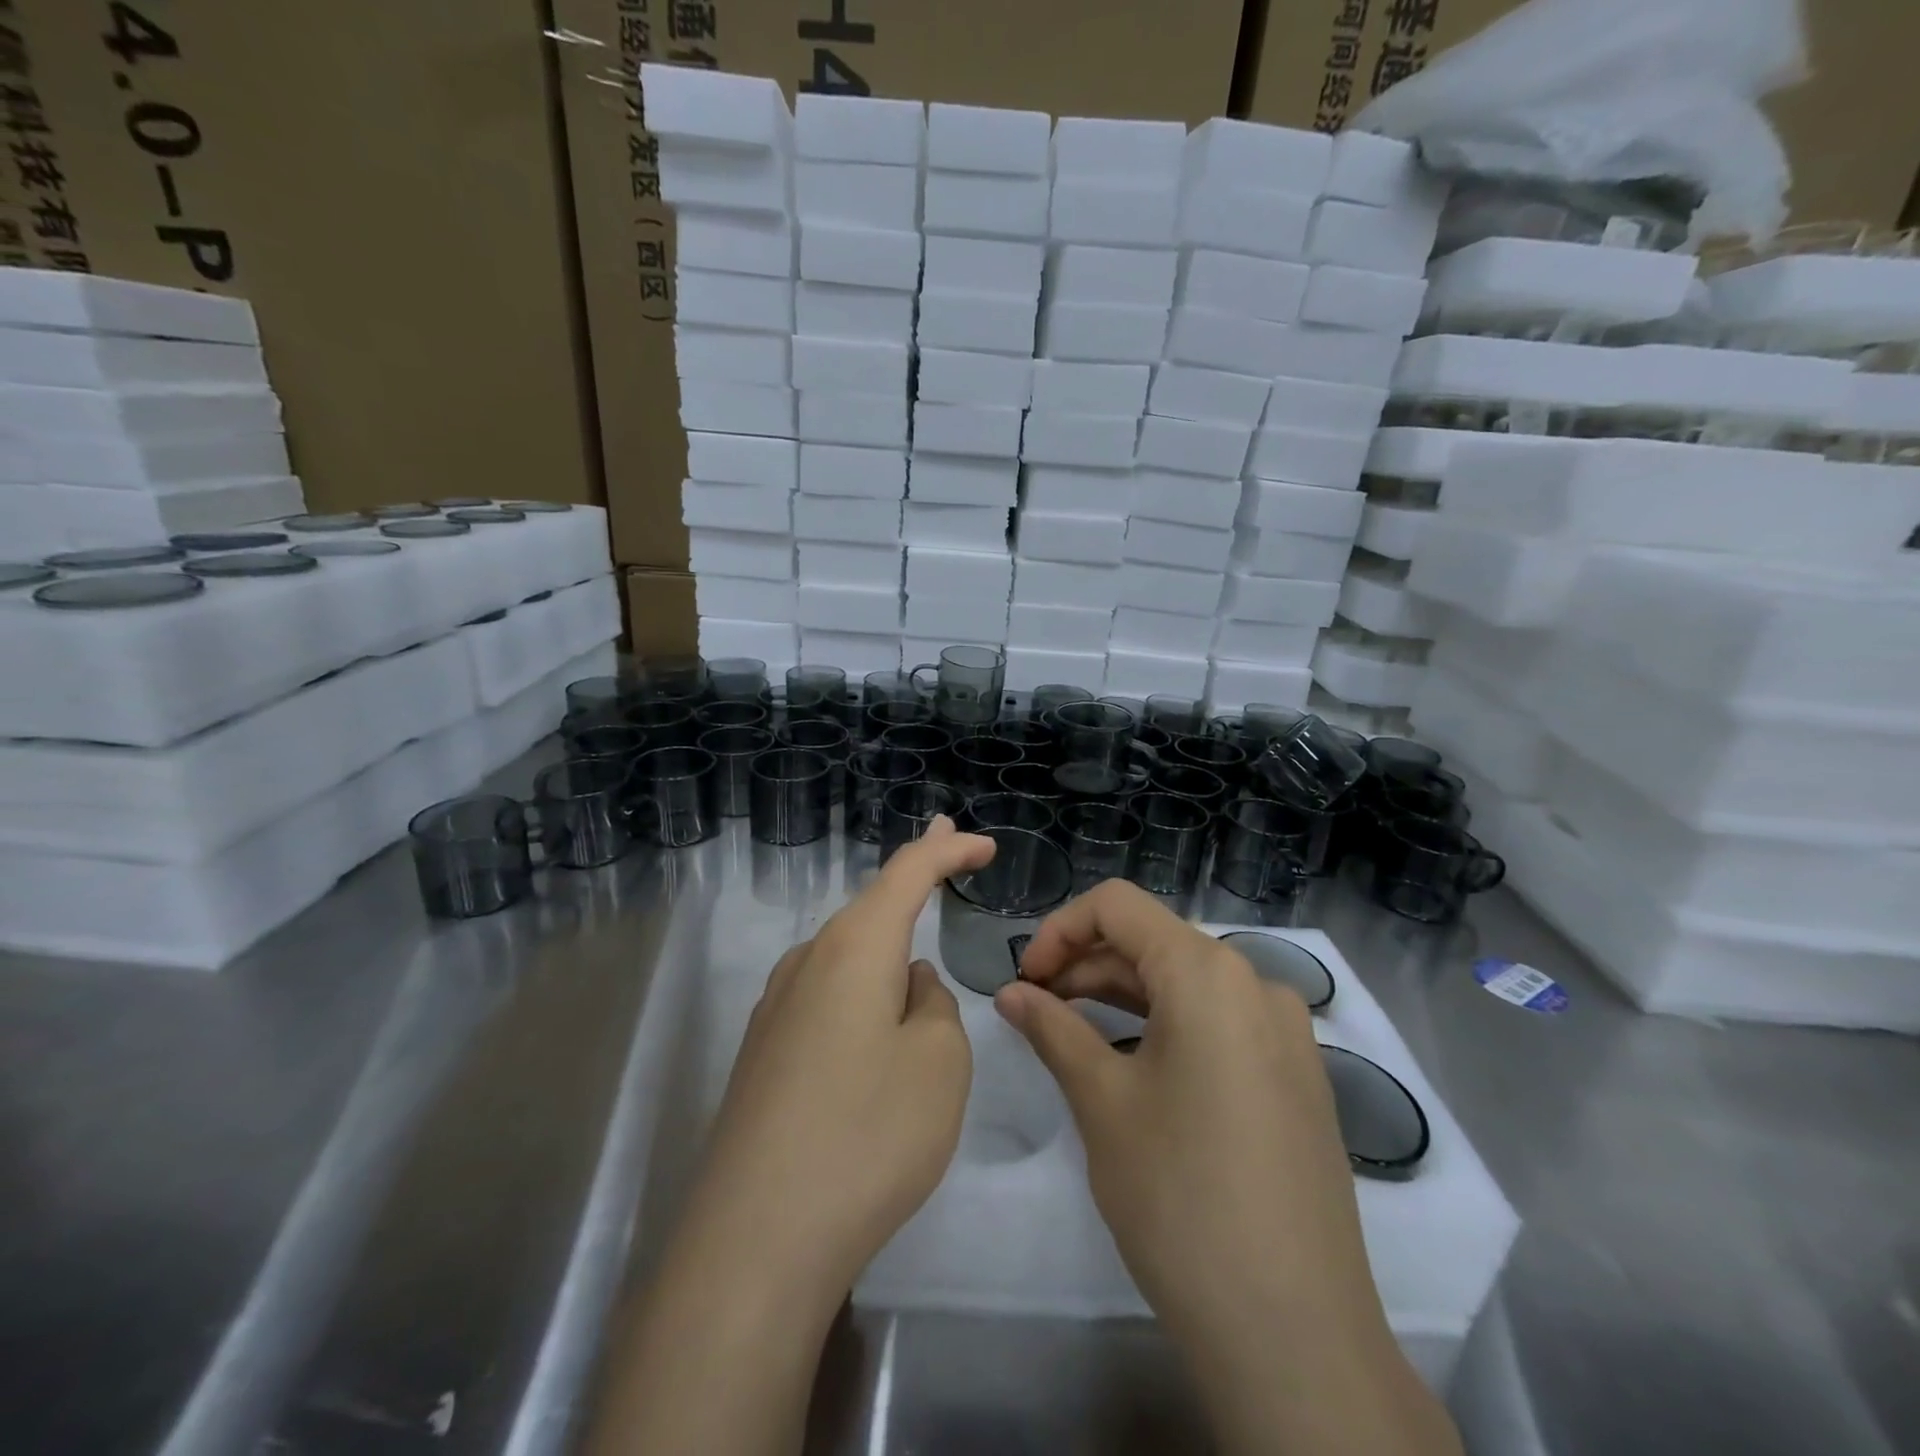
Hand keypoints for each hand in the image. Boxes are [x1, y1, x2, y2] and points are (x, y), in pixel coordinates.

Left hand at [588, 818, 995, 1455]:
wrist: (755, 1239)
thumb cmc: (867, 1135)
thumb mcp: (939, 1062)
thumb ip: (934, 1004)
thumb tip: (906, 986)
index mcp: (854, 947)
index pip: (908, 872)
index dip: (948, 849)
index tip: (984, 844)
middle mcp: (808, 960)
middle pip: (870, 902)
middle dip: (915, 874)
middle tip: (947, 846)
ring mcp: (777, 1006)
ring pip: (846, 950)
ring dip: (886, 933)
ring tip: (917, 936)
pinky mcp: (764, 1051)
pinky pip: (826, 991)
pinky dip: (861, 979)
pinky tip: (873, 1013)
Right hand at [997, 880, 1460, 1455]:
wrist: (1294, 1332)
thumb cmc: (1180, 1196)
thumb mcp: (1102, 1101)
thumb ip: (1052, 1029)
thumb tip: (1011, 993)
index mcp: (1208, 972)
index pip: (1118, 906)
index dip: (1060, 929)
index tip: (1025, 977)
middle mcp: (1255, 982)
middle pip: (1154, 941)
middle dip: (1086, 963)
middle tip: (1036, 1007)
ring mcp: (1285, 1030)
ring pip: (1186, 982)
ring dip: (1122, 993)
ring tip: (1072, 1031)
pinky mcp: (1296, 1074)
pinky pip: (1219, 1020)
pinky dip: (1165, 1022)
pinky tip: (1132, 1062)